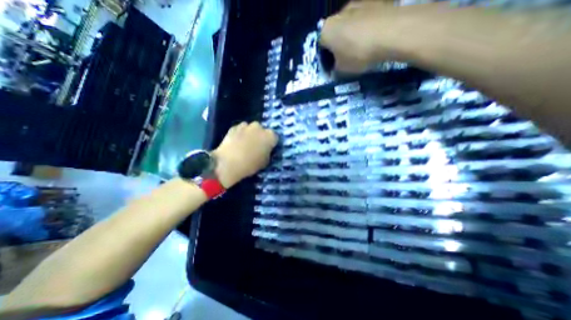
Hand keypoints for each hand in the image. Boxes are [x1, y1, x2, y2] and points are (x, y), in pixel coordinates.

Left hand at [211, 121, 279, 187]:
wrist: (228, 163)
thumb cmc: (250, 165)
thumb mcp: (265, 162)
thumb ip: (267, 153)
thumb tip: (265, 150)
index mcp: (270, 136)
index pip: (274, 138)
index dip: (271, 144)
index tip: (267, 149)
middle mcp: (259, 127)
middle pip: (262, 131)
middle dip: (260, 137)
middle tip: (256, 146)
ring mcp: (246, 125)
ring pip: (251, 129)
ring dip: (250, 134)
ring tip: (245, 144)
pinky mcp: (233, 127)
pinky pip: (240, 129)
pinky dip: (239, 134)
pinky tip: (236, 142)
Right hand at [321, 0, 400, 71]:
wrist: (391, 32)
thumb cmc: (358, 54)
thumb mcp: (342, 70)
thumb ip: (334, 71)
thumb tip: (335, 70)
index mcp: (326, 30)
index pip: (321, 47)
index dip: (326, 59)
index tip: (333, 68)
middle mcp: (338, 13)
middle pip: (335, 34)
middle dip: (338, 46)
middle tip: (345, 59)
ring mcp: (357, 4)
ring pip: (349, 25)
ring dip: (351, 37)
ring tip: (361, 50)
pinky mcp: (375, 1)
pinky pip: (364, 20)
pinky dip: (365, 29)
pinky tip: (372, 40)